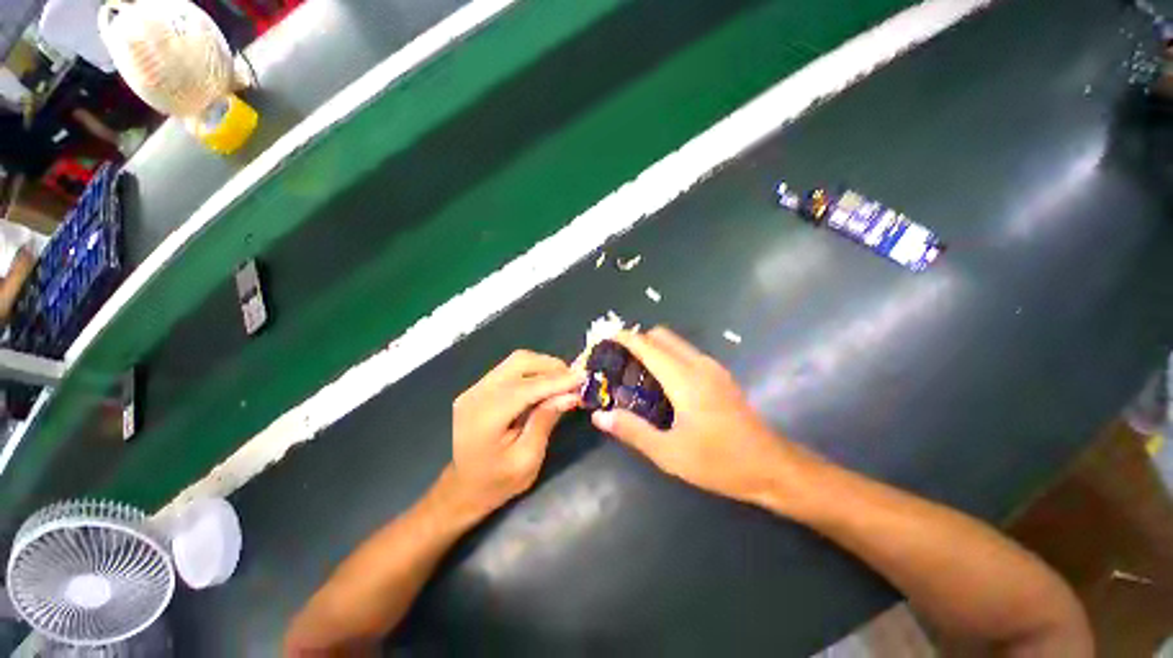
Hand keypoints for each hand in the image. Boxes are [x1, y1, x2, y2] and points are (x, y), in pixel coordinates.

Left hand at [451, 350, 583, 517]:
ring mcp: (475, 388)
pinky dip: (533, 372)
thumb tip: (570, 395)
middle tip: (574, 380)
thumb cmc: (496, 483)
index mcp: (485, 417)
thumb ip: (545, 422)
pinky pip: (510, 369)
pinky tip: (546, 385)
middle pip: (519, 362)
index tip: (584, 377)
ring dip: (543, 367)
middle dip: (551, 366)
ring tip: (563, 382)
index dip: (557, 380)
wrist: (460, 490)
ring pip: (515, 361)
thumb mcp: (527, 460)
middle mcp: (476, 395)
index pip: (526, 387)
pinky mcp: (479, 388)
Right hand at [591, 328, 812, 507]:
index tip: (603, 341)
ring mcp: (712, 368)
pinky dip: (667, 357)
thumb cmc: (720, 462)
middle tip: (617, 362)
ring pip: (675, 343)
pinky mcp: (720, 376)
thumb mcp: (669, 453)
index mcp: (684, 378)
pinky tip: (661, 384)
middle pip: (661, 336)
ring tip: (634, 372)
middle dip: (636, 341)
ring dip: (653, 349)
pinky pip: (686, 354)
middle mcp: (698, 364)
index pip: (647, 345)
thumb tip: (599, 416)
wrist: (773, 467)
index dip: (623, 338)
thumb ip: (632, 430)